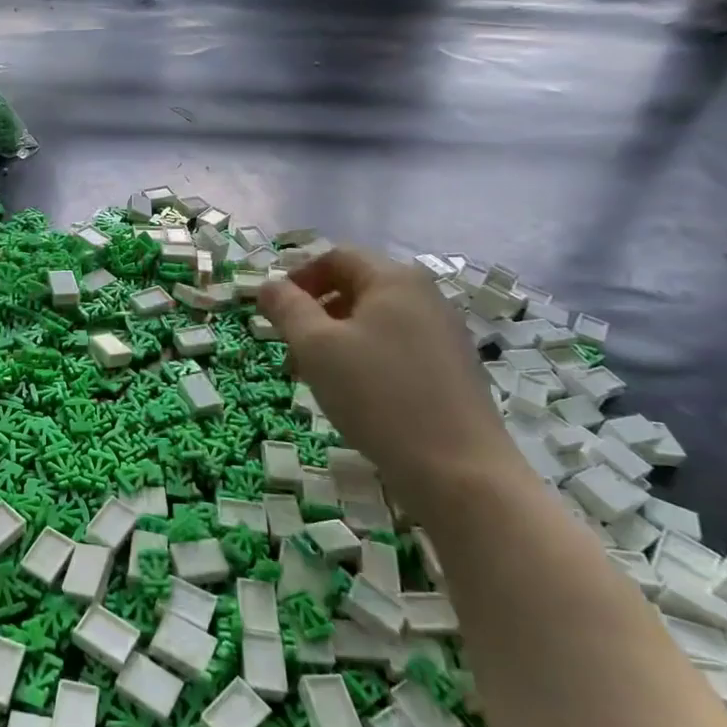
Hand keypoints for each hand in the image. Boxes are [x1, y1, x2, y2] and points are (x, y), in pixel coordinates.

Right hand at [258, 247, 521, 507]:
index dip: (298, 277)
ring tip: (314, 376)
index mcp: (394, 279)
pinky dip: (364, 357)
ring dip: (336, 338)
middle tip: (289, 347)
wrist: (458, 469)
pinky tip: (353, 394)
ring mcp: (443, 333)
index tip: (273, 310)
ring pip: (374, 320)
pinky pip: (395, 347)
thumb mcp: (316, 347)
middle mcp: (424, 296)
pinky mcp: (451, 369)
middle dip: (315, 310)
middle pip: (357, 286)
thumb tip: (268, 284)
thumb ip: (287, 308)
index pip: (337, 257)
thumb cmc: (378, 395)